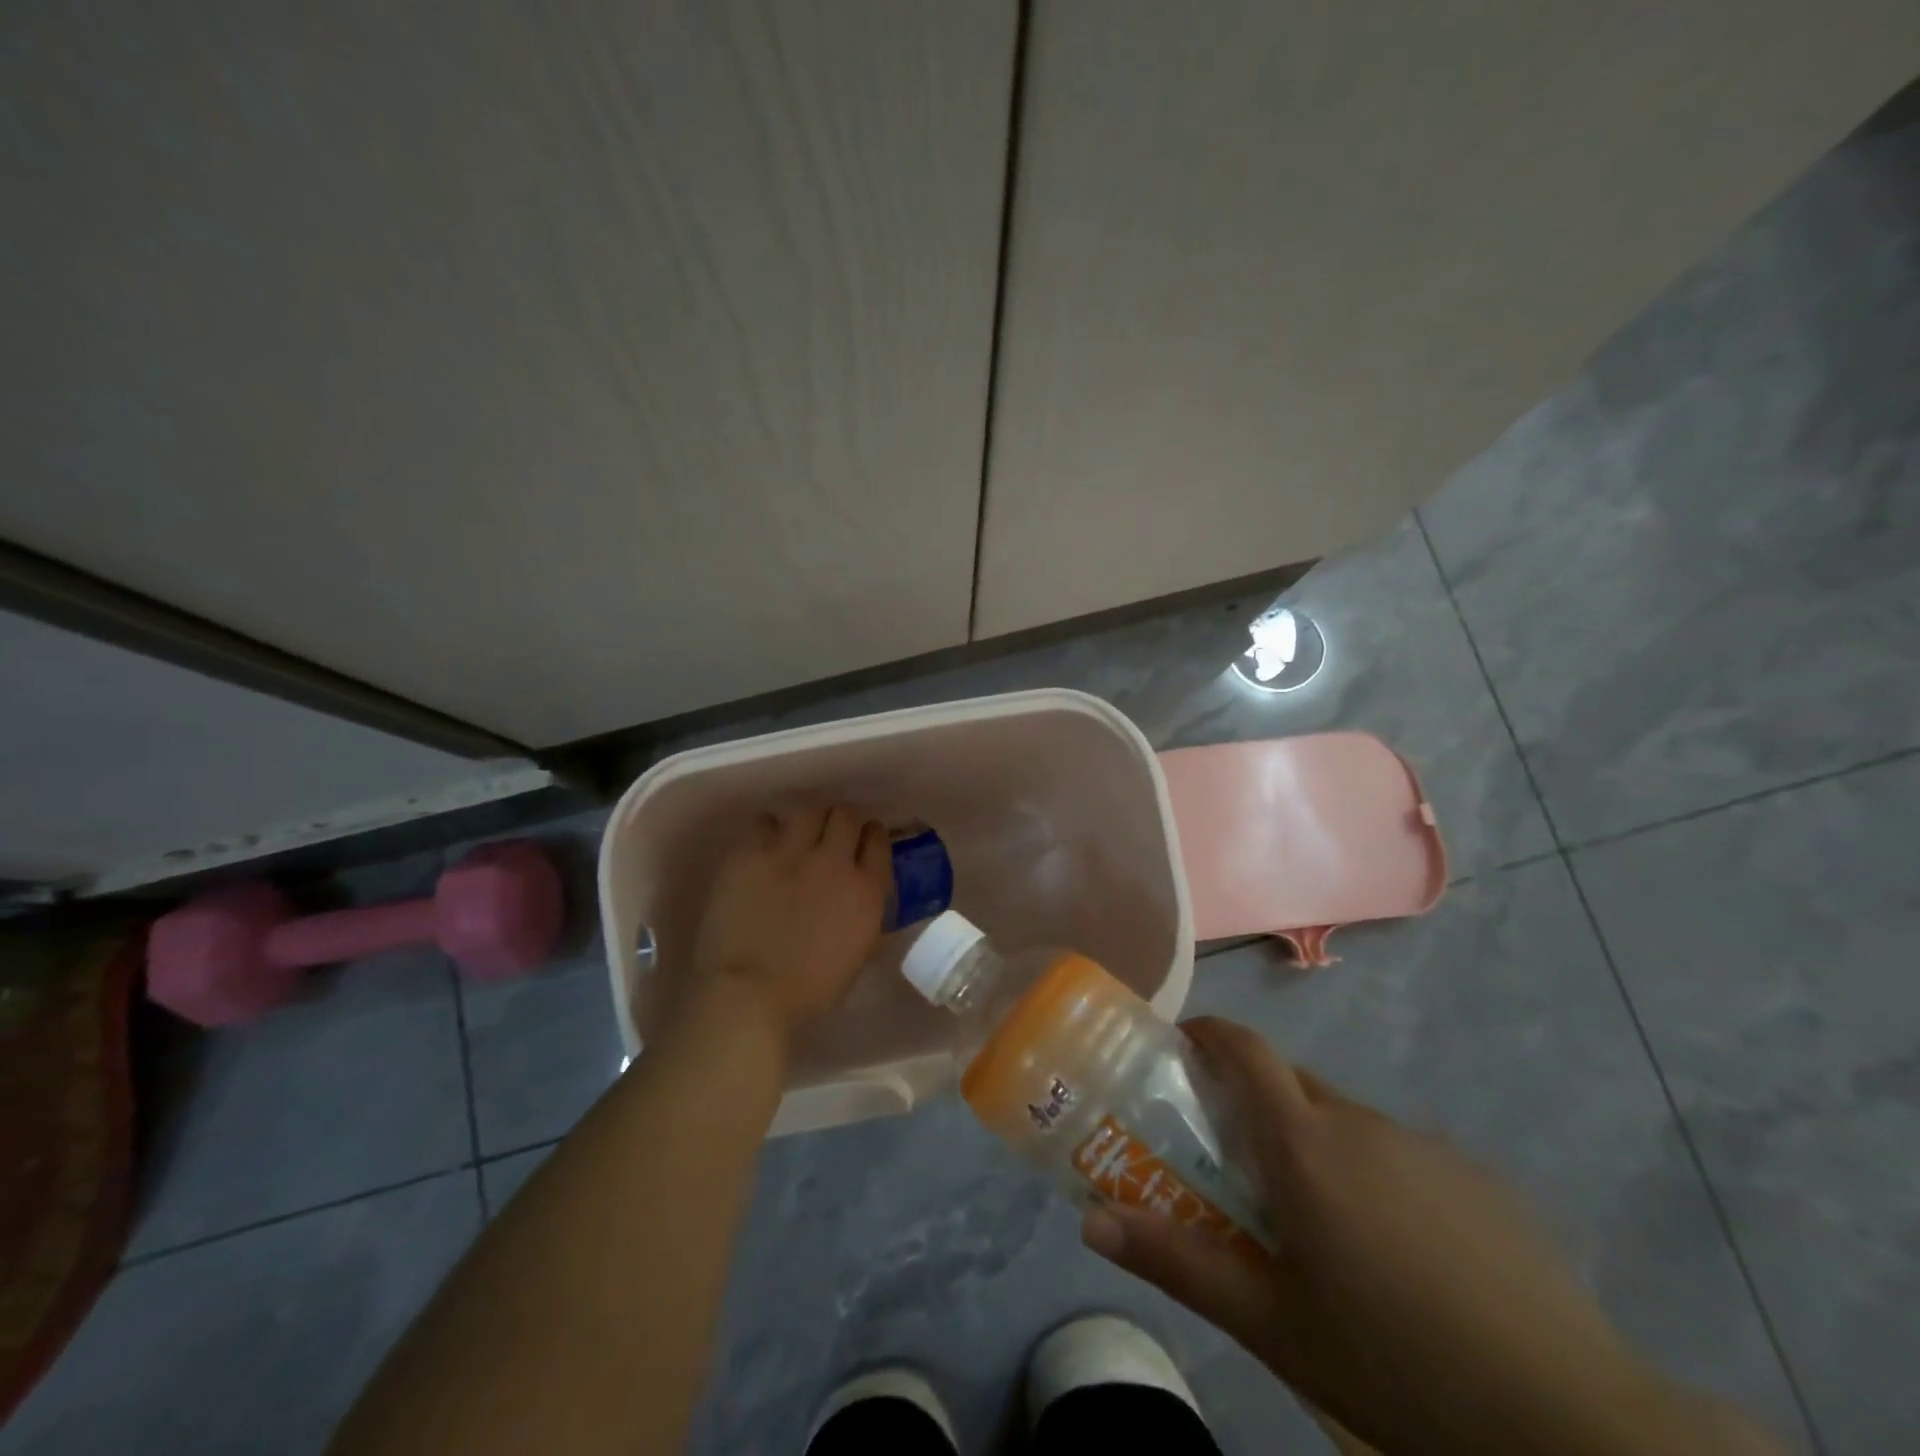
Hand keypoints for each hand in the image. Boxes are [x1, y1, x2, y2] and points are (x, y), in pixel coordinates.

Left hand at [689, 805, 891, 1038]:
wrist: (750, 994)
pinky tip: (764, 846)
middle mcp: (834, 860)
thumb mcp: (859, 953)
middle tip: (831, 837)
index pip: (879, 839)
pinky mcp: (751, 852)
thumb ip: (869, 916)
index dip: (871, 836)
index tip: (863, 842)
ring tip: (798, 836)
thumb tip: (867, 895)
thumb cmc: (810, 989)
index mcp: (866, 889)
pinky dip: (768, 831)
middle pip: (846, 815)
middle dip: (842, 822)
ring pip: (810, 810)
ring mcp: (791, 852)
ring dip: (809, 821)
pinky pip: (765, 822)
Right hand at [1080, 1017, 1781, 1455]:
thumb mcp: (1271, 1324)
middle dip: (1253, 1102)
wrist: (1570, 1420)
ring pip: (1343, 1120)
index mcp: (1304, 1145)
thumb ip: (1178, 1262)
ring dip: (1314, 1145)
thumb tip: (1090, 1221)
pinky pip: (1396, 1151)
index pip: (1245, 1048)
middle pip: (1289, 1083)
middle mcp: (1359, 1123)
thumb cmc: (1394, 1361)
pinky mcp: (1473, 1175)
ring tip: (1317, 1224)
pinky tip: (1396, 1252)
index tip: (1181, 1048)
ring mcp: (1422, 1144)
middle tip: (1236, 1162)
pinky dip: (1371, 1172)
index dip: (1209, 1034)